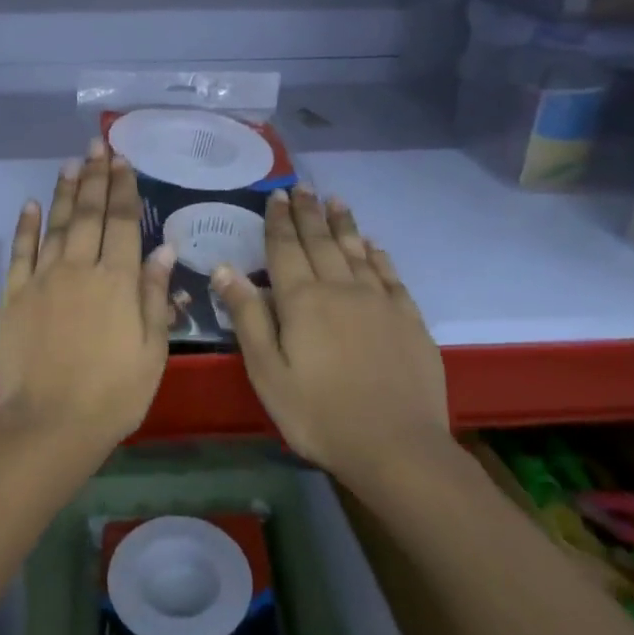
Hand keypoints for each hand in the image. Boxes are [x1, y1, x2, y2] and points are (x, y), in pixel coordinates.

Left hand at [0, 141, 175, 457]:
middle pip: (89, 214)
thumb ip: (156, 297)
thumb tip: (164, 249)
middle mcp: (80, 269)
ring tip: (71, 163)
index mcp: (118, 281)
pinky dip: (26, 225)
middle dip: (95, 177)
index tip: (123, 162)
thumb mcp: (152, 351)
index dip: (124, 189)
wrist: (49, 423)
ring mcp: (43, 279)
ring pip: (56, 224)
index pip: (123, 223)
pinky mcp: (14, 295)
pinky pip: (21, 251)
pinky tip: (29, 203)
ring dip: (64, 191)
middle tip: (97, 146)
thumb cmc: (112, 394)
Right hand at [213, 187, 450, 478]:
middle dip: (309, 213)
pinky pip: (390, 275)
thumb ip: (247, 317)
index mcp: (302, 301)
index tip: (276, 194)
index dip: (278, 221)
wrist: (396, 446)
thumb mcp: (267, 371)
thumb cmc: (317, 413)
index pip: (285, 249)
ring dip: (344, 224)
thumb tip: (224, 269)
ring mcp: (380, 302)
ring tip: (336, 201)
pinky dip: (378, 256)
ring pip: (357, 251)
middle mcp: (341, 289)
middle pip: (321, 242)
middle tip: (303, 187)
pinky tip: (373, 246)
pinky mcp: (408, 320)